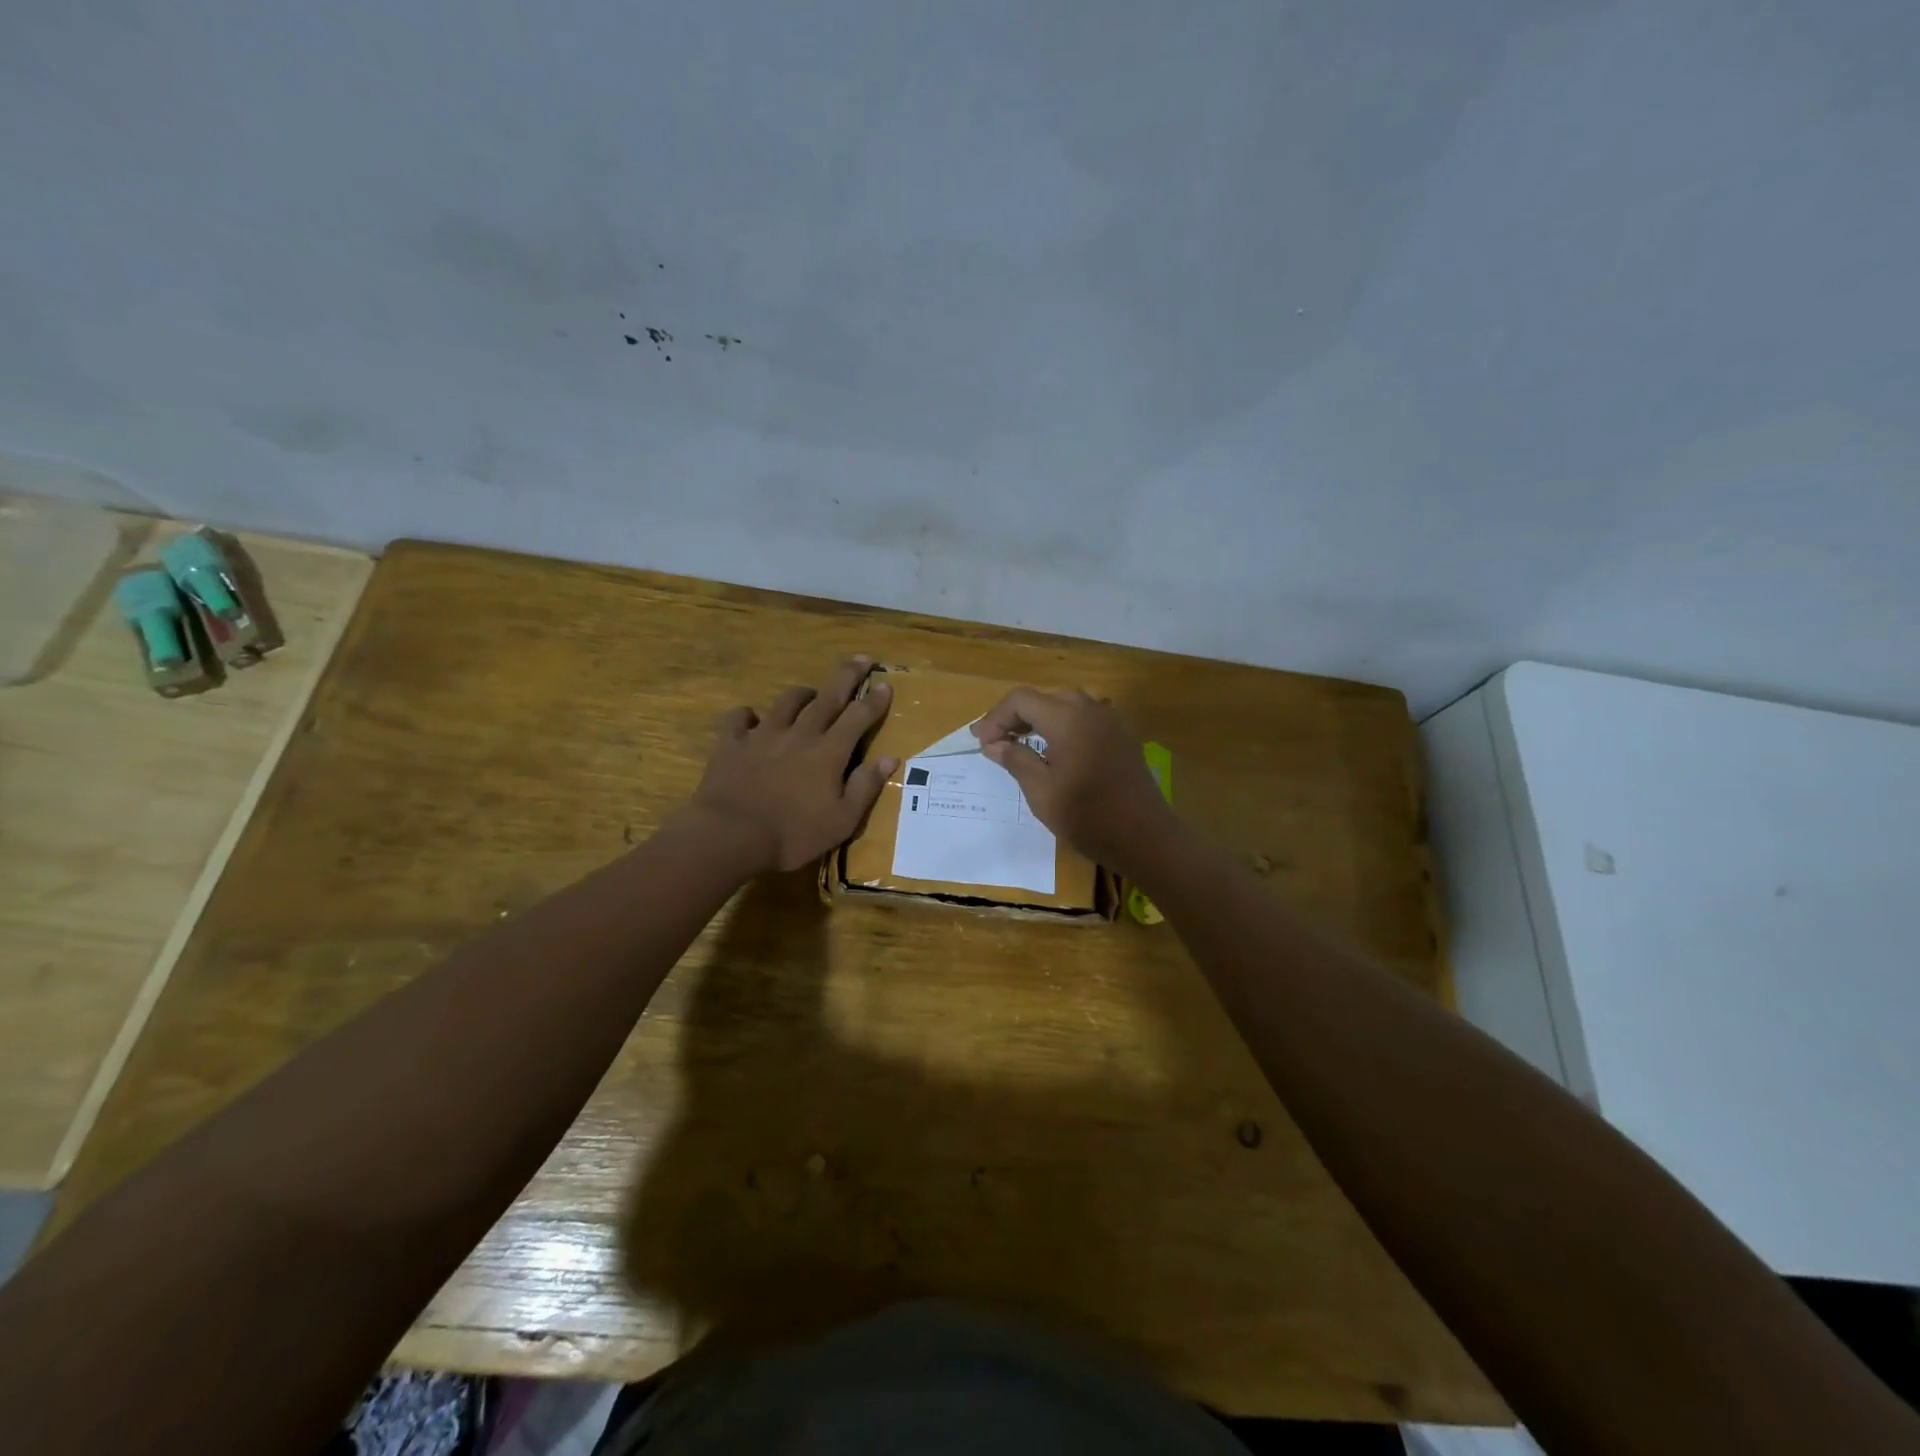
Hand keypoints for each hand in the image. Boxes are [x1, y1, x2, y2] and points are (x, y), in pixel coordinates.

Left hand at [687, 657, 896, 873]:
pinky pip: (739, 718)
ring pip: (787, 702)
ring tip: (811, 693)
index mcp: (829, 752)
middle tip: (862, 658)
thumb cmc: (792, 835)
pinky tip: (752, 720)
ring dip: (803, 694)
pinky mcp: (731, 743)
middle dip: (847, 675)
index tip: (886, 683)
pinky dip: (748, 715)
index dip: (874, 700)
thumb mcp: (841, 821)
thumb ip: (865, 786)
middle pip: (828, 697)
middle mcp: (799, 734)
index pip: (858, 717)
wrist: (729, 836)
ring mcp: (763, 735)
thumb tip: (890, 758)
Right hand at [971, 688, 1174, 877]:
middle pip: (1044, 696)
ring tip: (1022, 742)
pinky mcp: (1122, 735)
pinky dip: (1063, 723)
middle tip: (997, 741)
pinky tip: (1056, 749)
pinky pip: (1086, 716)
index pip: (1021, 699)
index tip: (981, 742)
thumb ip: (1016, 760)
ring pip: (1067, 702)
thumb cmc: (1088, 817)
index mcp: (1068, 719)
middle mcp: (1090, 709)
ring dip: (1040, 717)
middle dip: (1016, 715)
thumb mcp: (1042, 793)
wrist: (1146, 837)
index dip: (996, 717)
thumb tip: (993, 744)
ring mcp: (1110, 720)